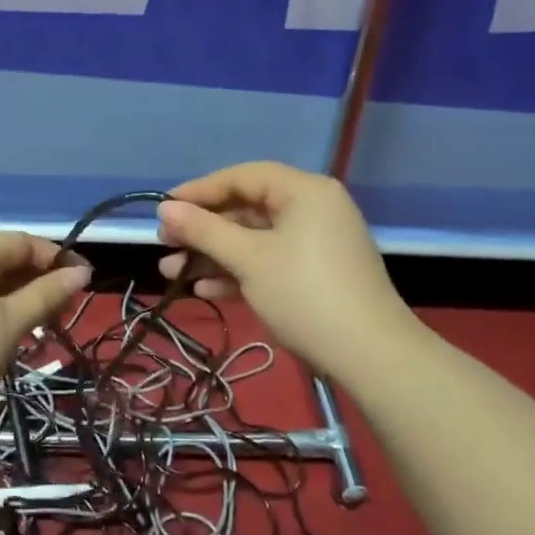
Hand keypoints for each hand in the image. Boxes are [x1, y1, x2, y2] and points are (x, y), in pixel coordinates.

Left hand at [0, 232, 90, 431]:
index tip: (85, 284)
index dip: (58, 258)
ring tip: (40, 329)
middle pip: (7, 260)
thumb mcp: (9, 324)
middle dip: (40, 281)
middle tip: (64, 313)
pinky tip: (4, 340)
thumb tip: (80, 272)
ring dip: (20, 300)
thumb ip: (46, 295)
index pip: (25, 241)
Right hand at [157, 162, 415, 382]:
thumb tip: (164, 209)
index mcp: (304, 191)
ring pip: (255, 240)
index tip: (164, 208)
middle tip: (165, 243)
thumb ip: (204, 230)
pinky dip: (239, 272)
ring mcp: (316, 243)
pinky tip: (205, 290)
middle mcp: (312, 209)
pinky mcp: (316, 274)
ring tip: (171, 273)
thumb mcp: (248, 259)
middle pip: (247, 209)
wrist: (370, 356)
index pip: (243, 177)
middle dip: (203, 230)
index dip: (200, 190)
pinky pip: (270, 261)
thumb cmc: (304, 294)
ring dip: (214, 255)